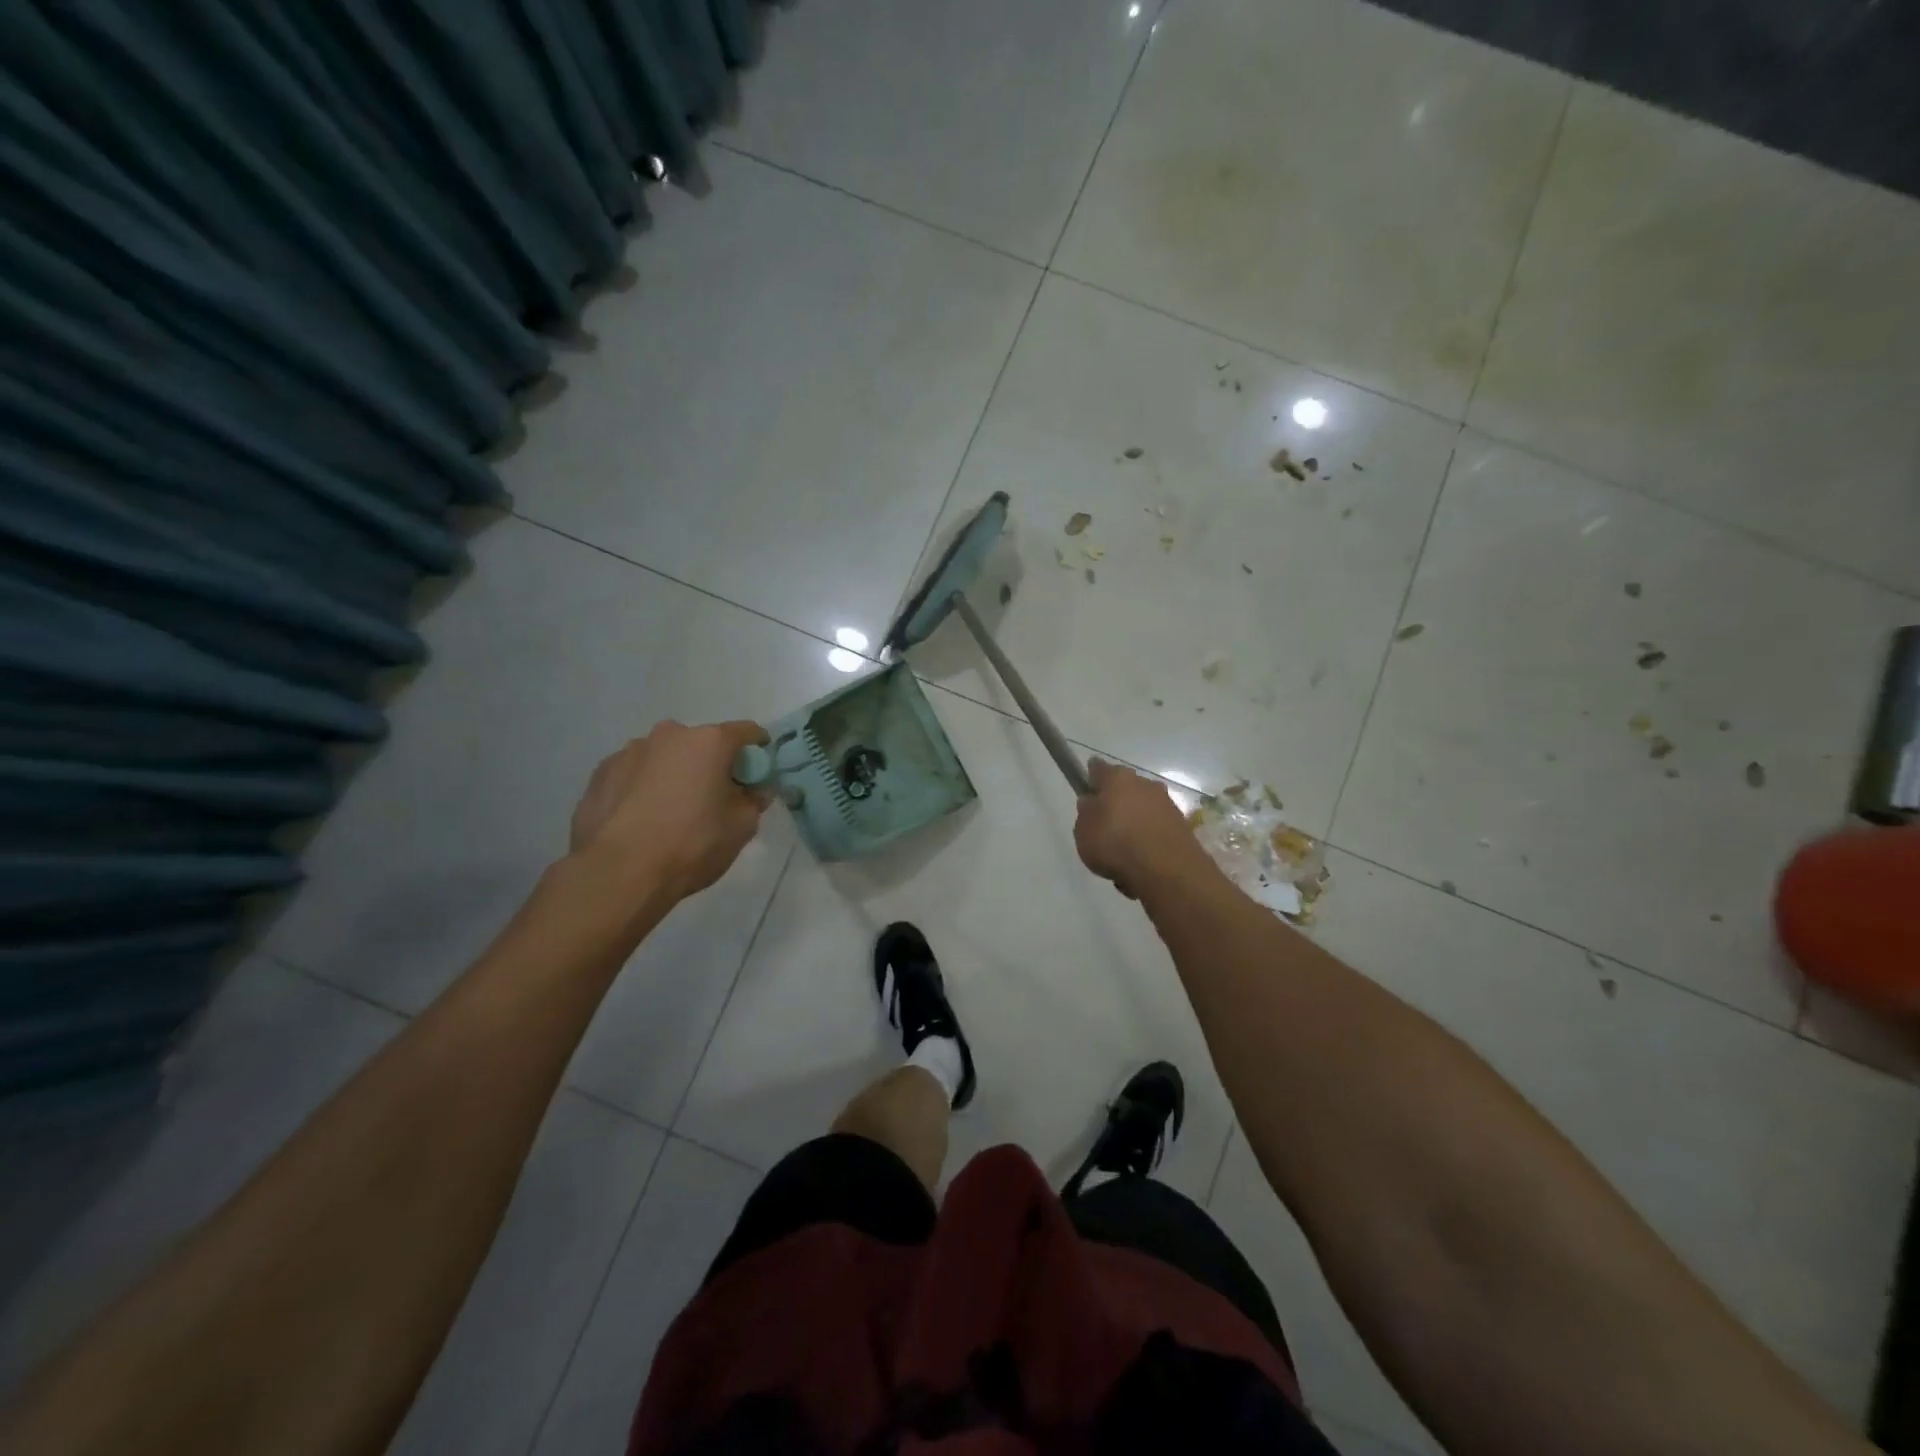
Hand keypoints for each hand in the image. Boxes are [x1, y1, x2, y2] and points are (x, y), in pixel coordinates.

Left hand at [569, 720, 770, 901]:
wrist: (619, 873)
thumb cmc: (691, 844)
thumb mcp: (742, 827)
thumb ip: (754, 800)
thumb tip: (753, 790)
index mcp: (709, 741)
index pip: (747, 732)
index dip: (758, 752)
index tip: (757, 775)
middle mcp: (669, 734)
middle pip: (701, 743)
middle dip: (711, 765)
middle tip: (713, 799)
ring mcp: (629, 751)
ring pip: (664, 757)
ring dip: (674, 774)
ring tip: (671, 813)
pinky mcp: (600, 773)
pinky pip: (634, 774)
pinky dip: (643, 787)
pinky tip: (641, 819)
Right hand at [1074, 758, 1215, 897]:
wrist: (1167, 870)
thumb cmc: (1116, 844)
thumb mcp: (1083, 831)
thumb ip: (1085, 813)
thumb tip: (1092, 802)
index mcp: (1117, 778)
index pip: (1098, 767)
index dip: (1090, 777)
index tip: (1086, 790)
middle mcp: (1144, 784)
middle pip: (1124, 787)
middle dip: (1115, 800)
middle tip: (1105, 823)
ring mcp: (1166, 803)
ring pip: (1143, 806)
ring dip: (1134, 819)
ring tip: (1125, 847)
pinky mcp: (1181, 824)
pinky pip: (1157, 825)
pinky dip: (1149, 835)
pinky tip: (1142, 857)